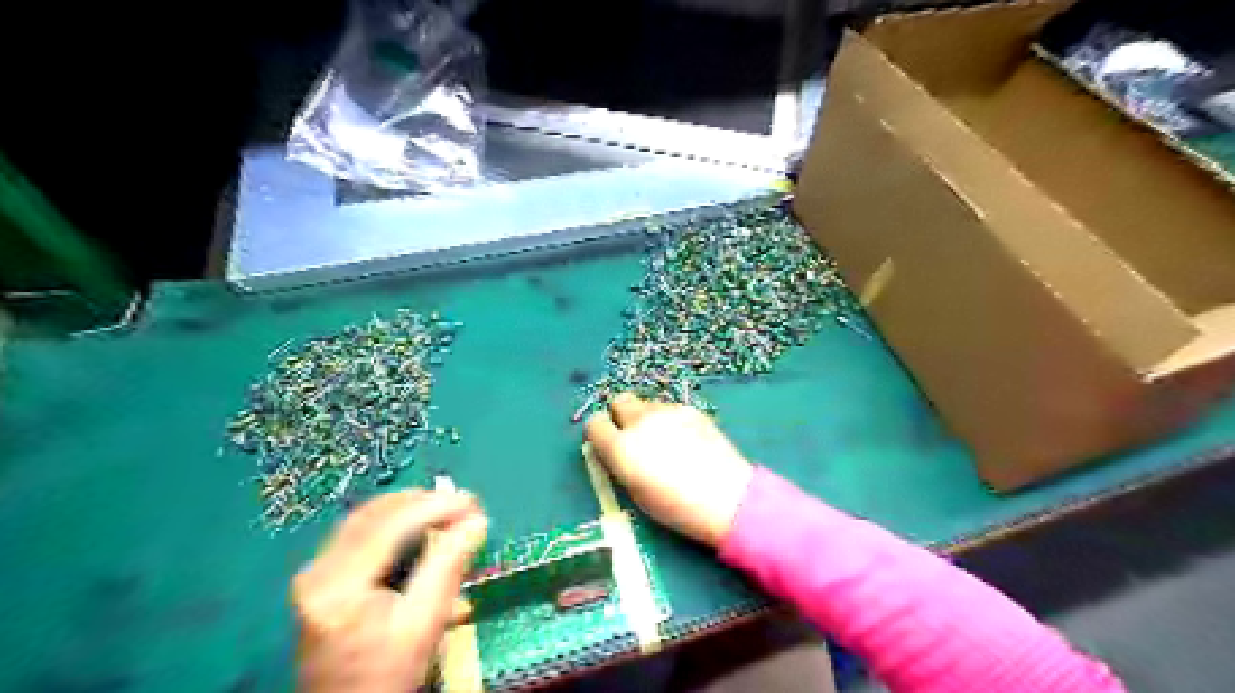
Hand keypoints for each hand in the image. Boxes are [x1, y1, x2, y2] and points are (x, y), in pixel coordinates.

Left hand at [295, 489, 490, 690]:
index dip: (434, 506)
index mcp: (338, 585)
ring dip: (411, 511)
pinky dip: (397, 526)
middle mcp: (317, 571)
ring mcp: (315, 573)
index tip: (472, 503)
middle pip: (374, 514)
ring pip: (368, 519)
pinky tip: (423, 531)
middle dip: (423, 503)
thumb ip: (448, 567)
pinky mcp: (322, 578)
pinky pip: (362, 534)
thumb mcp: (424, 624)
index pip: (389, 525)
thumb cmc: (387, 676)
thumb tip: (476, 521)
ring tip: (449, 515)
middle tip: (464, 506)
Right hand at [586, 395, 752, 545]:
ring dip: (648, 418)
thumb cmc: (676, 507)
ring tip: (666, 441)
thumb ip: (621, 465)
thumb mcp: (636, 493)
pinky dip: (671, 420)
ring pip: (647, 404)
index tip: (608, 443)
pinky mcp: (690, 409)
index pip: (594, 423)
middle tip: (634, 436)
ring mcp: (667, 411)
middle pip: (619, 400)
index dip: (600, 433)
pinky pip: (670, 409)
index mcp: (621, 447)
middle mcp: (639, 422)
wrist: (727, 497)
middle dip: (621, 415)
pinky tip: (687, 440)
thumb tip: (616, 450)